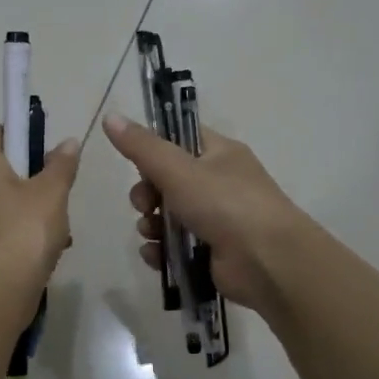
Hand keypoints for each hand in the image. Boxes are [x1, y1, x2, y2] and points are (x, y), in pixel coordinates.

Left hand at [0, 125, 80, 323]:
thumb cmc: (26, 229)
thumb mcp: (53, 192)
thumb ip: (61, 164)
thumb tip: (67, 142)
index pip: (0, 133)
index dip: (26, 136)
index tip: (49, 152)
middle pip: (4, 169)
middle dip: (34, 178)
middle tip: (59, 193)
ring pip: (5, 201)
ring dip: (32, 209)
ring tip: (60, 229)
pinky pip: (0, 227)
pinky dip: (21, 232)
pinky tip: (47, 250)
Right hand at [101, 113, 307, 313]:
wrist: (268, 262)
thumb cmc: (225, 205)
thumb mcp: (178, 170)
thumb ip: (142, 146)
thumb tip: (109, 116)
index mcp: (219, 154)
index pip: (180, 139)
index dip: (154, 149)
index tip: (136, 163)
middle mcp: (220, 183)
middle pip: (168, 181)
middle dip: (147, 194)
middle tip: (145, 205)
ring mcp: (217, 219)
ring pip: (169, 215)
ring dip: (151, 224)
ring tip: (151, 233)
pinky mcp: (211, 252)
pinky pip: (175, 246)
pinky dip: (161, 250)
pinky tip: (154, 256)